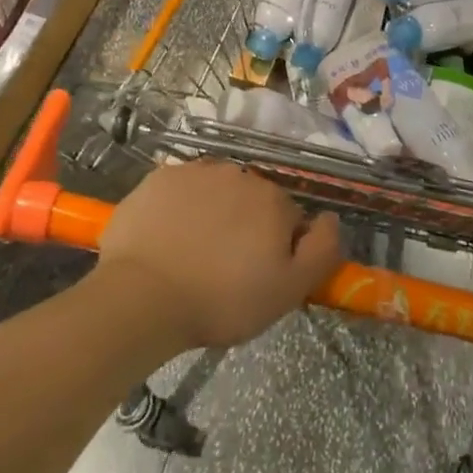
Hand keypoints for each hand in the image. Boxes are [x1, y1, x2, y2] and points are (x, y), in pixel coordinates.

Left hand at [93, 159, 342, 350]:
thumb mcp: (288, 291)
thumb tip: (330, 217)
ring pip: (215, 190)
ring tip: (192, 252)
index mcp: (273, 200)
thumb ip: (322, 250)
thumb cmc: (221, 300)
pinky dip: (178, 207)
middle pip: (251, 200)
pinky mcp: (160, 177)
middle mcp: (240, 174)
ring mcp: (196, 171)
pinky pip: (180, 189)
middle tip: (225, 267)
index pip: (288, 218)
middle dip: (245, 225)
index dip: (278, 247)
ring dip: (213, 212)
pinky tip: (166, 237)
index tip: (259, 274)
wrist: (142, 297)